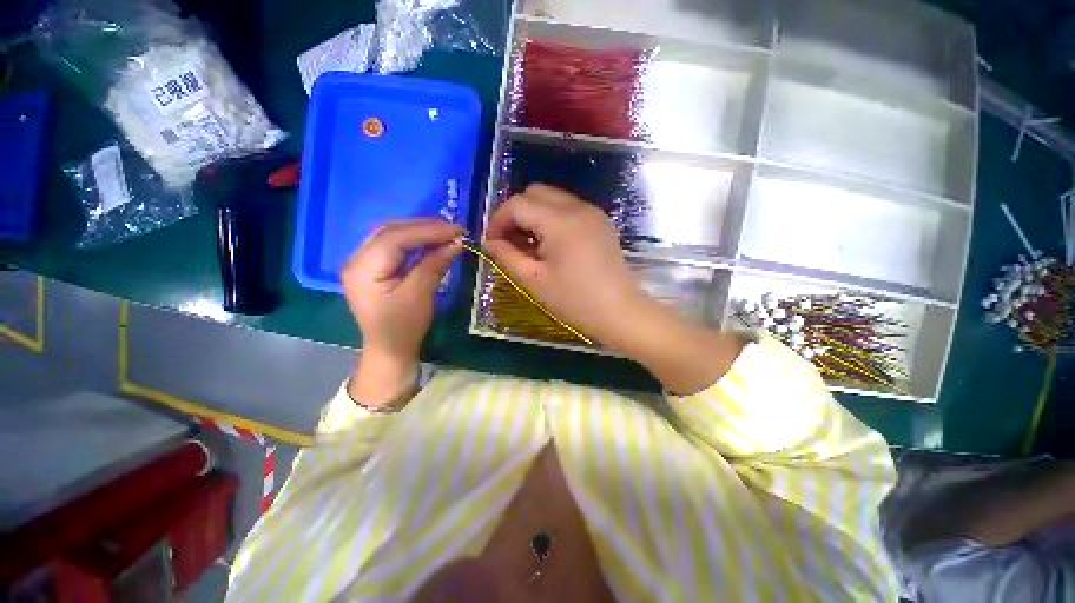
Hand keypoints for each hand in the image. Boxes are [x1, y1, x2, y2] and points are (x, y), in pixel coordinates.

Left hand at [342, 219, 461, 405]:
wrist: (389, 350)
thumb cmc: (403, 327)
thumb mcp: (420, 296)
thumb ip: (434, 265)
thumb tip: (455, 243)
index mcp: (363, 269)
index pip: (395, 238)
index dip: (428, 230)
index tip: (457, 230)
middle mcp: (357, 259)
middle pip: (390, 231)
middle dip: (424, 227)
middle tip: (453, 229)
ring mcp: (362, 262)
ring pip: (391, 235)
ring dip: (420, 231)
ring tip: (446, 233)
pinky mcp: (372, 267)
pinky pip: (393, 245)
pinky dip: (414, 241)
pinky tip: (431, 242)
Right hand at [484, 184, 743, 393]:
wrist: (620, 311)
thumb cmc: (575, 301)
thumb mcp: (534, 281)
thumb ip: (507, 256)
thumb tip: (490, 242)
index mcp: (560, 221)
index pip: (517, 204)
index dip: (498, 220)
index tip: (492, 243)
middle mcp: (577, 207)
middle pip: (535, 192)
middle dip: (516, 213)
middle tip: (510, 242)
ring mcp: (592, 212)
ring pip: (552, 197)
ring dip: (534, 214)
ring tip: (530, 245)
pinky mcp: (600, 221)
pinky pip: (568, 207)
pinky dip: (551, 218)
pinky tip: (551, 244)